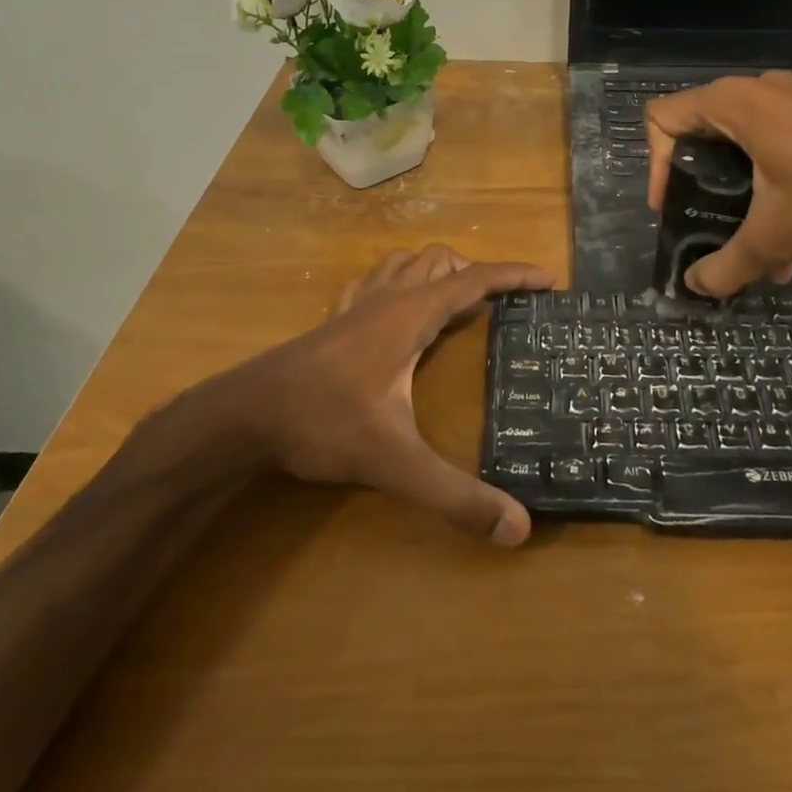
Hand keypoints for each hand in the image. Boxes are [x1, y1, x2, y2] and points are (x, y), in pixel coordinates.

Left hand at [218, 245, 551, 545]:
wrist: (243, 416)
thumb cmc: (322, 424)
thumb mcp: (394, 462)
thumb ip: (455, 496)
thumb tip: (519, 528)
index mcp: (412, 315)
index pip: (475, 280)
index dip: (515, 275)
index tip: (548, 278)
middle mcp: (388, 299)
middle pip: (442, 262)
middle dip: (478, 274)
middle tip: (503, 306)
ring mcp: (357, 306)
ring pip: (407, 263)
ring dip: (438, 271)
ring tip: (458, 301)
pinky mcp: (334, 321)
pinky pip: (375, 281)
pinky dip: (398, 281)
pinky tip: (395, 307)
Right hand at [645, 71, 791, 298]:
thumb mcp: (775, 237)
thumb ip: (725, 265)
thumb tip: (695, 288)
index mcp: (734, 104)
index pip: (663, 119)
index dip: (655, 165)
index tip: (673, 207)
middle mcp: (757, 91)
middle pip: (698, 133)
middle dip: (698, 187)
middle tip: (704, 223)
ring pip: (739, 144)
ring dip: (737, 194)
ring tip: (754, 249)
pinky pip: (773, 144)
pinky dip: (768, 184)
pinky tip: (790, 238)